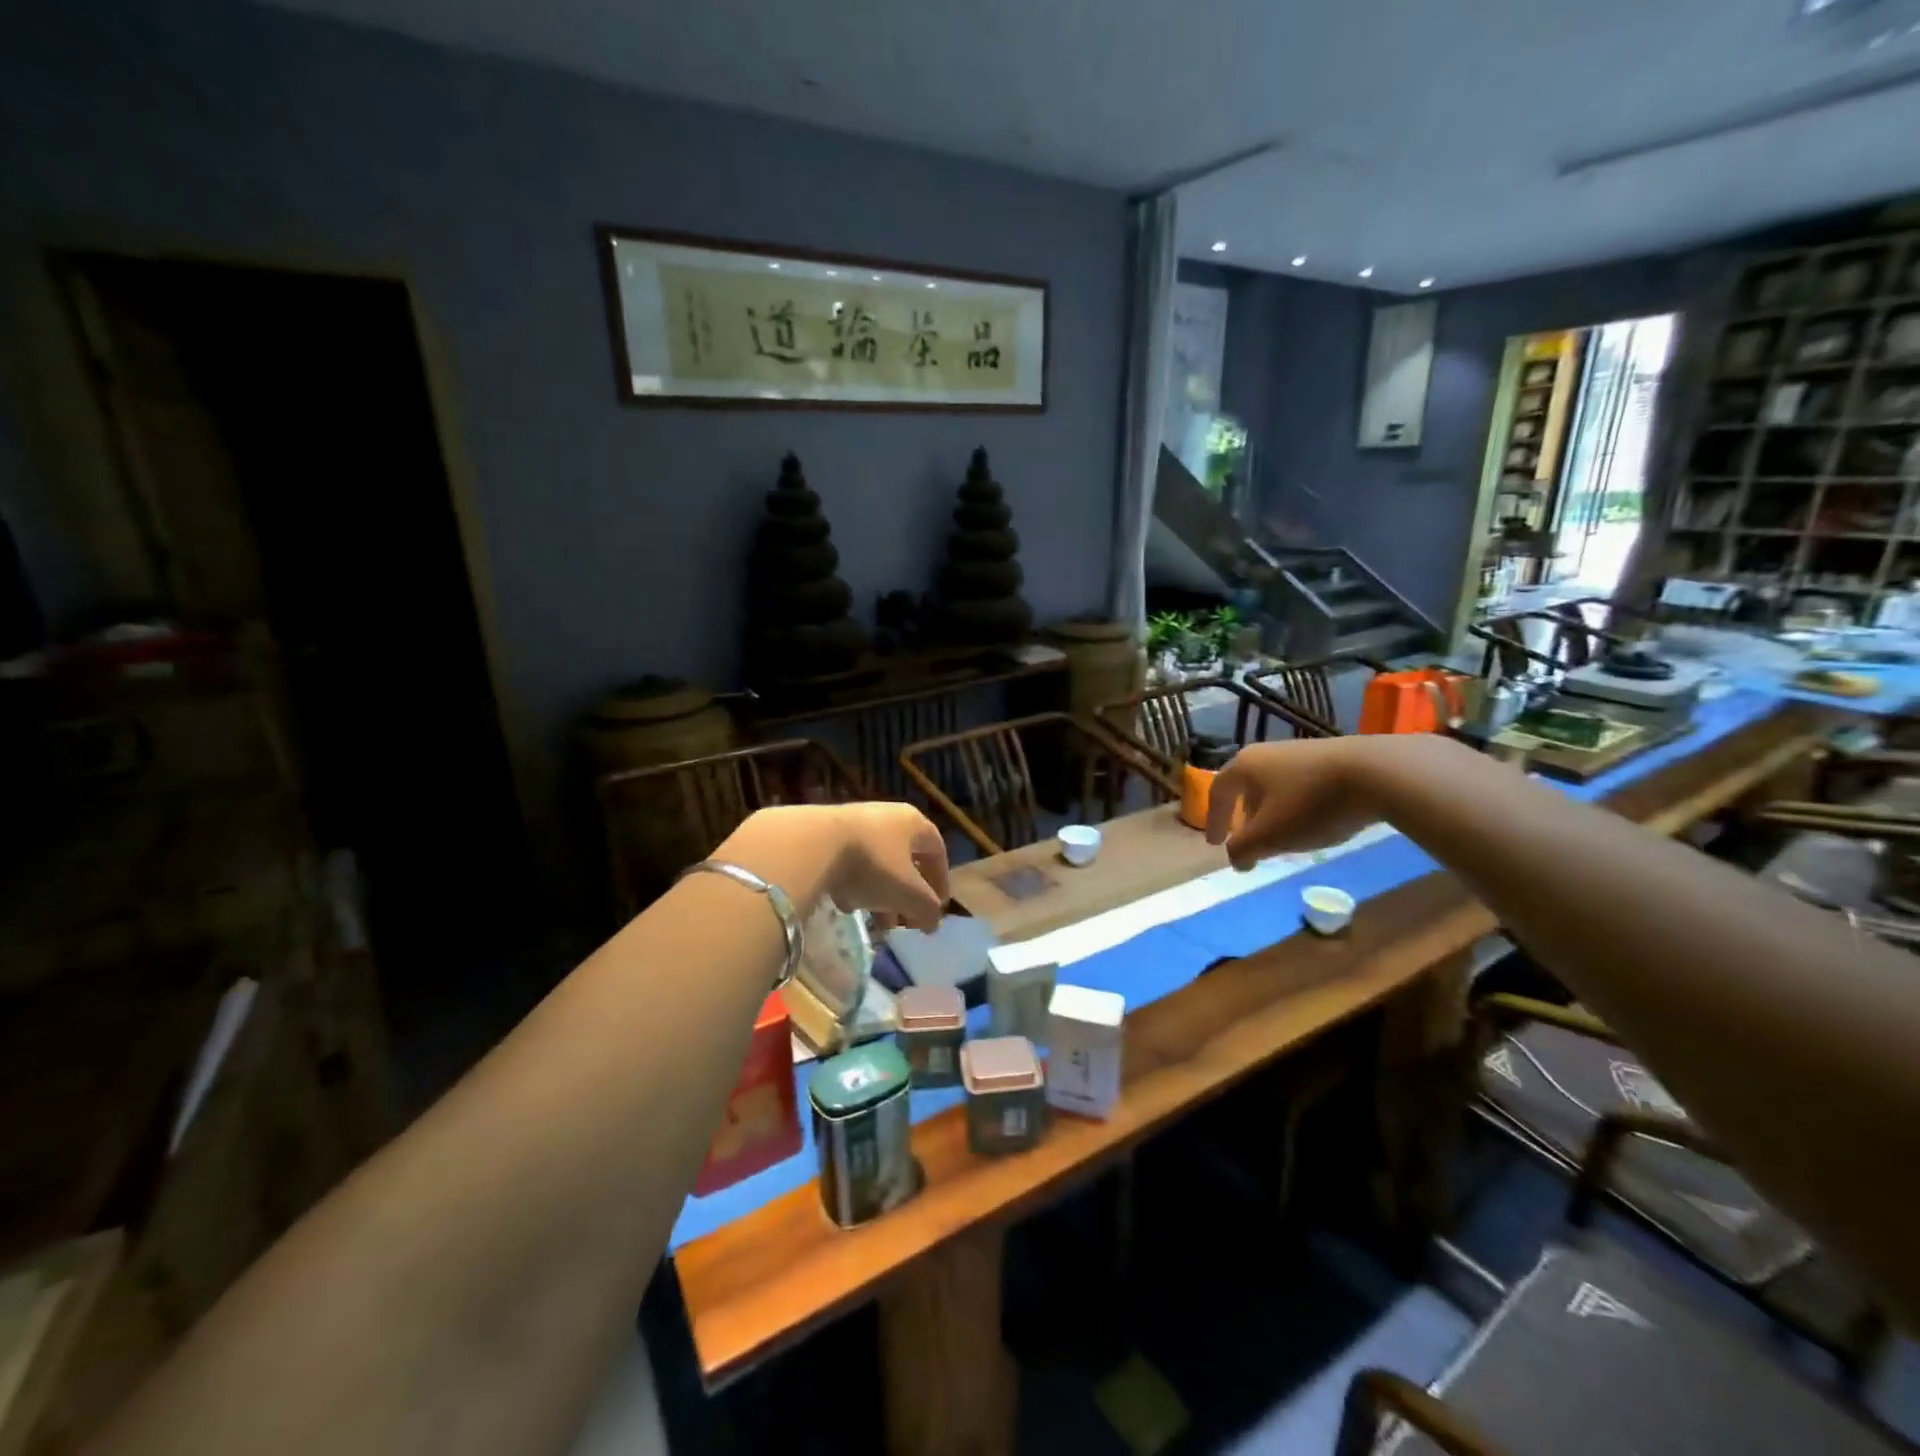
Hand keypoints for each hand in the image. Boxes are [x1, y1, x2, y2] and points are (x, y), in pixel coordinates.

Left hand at [717, 803, 949, 932]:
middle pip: (905, 859)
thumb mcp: (909, 894)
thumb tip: (933, 923)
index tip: (938, 907)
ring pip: (877, 862)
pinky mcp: (825, 834)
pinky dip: (854, 884)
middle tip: (906, 921)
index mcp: (913, 823)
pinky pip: (849, 862)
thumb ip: (927, 909)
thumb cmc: (872, 865)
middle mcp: (887, 816)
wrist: (811, 844)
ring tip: (877, 923)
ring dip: (881, 894)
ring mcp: (854, 823)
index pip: (937, 850)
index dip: (941, 880)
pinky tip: (845, 905)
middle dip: (907, 894)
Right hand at [1204, 737, 1387, 868]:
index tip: (1215, 844)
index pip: (1218, 792)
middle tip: (1249, 840)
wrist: (1376, 773)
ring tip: (1283, 835)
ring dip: (1271, 812)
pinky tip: (1313, 822)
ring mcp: (1300, 752)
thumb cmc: (1310, 804)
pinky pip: (1301, 784)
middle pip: (1246, 787)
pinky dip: (1296, 805)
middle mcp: (1267, 753)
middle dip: (1244, 816)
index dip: (1214, 820)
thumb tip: (1235, 859)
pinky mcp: (1330, 758)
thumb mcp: (1270, 836)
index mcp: (1245, 766)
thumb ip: (1244, 849)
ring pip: (1275, 785)